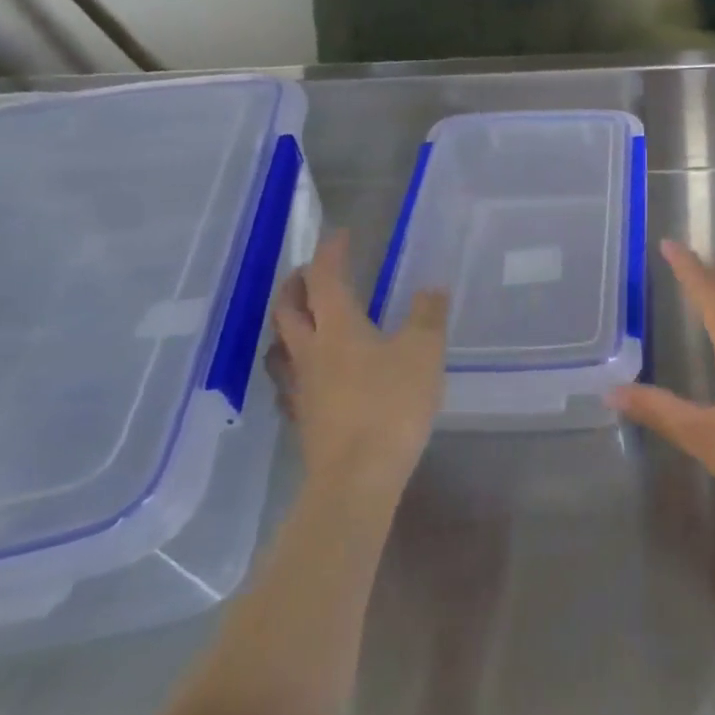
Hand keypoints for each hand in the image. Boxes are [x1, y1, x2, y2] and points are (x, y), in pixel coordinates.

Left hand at [269, 231, 447, 498]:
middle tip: (312, 271)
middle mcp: (310, 350)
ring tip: (306, 317)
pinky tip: (312, 373)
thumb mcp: (423, 352)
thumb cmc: (391, 404)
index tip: (340, 235)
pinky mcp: (304, 418)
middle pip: (288, 308)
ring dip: (290, 322)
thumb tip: (431, 288)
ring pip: (282, 344)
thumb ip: (428, 315)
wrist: (356, 479)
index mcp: (338, 327)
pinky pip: (290, 378)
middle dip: (297, 283)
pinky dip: (297, 362)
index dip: (330, 252)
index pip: (325, 278)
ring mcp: (301, 387)